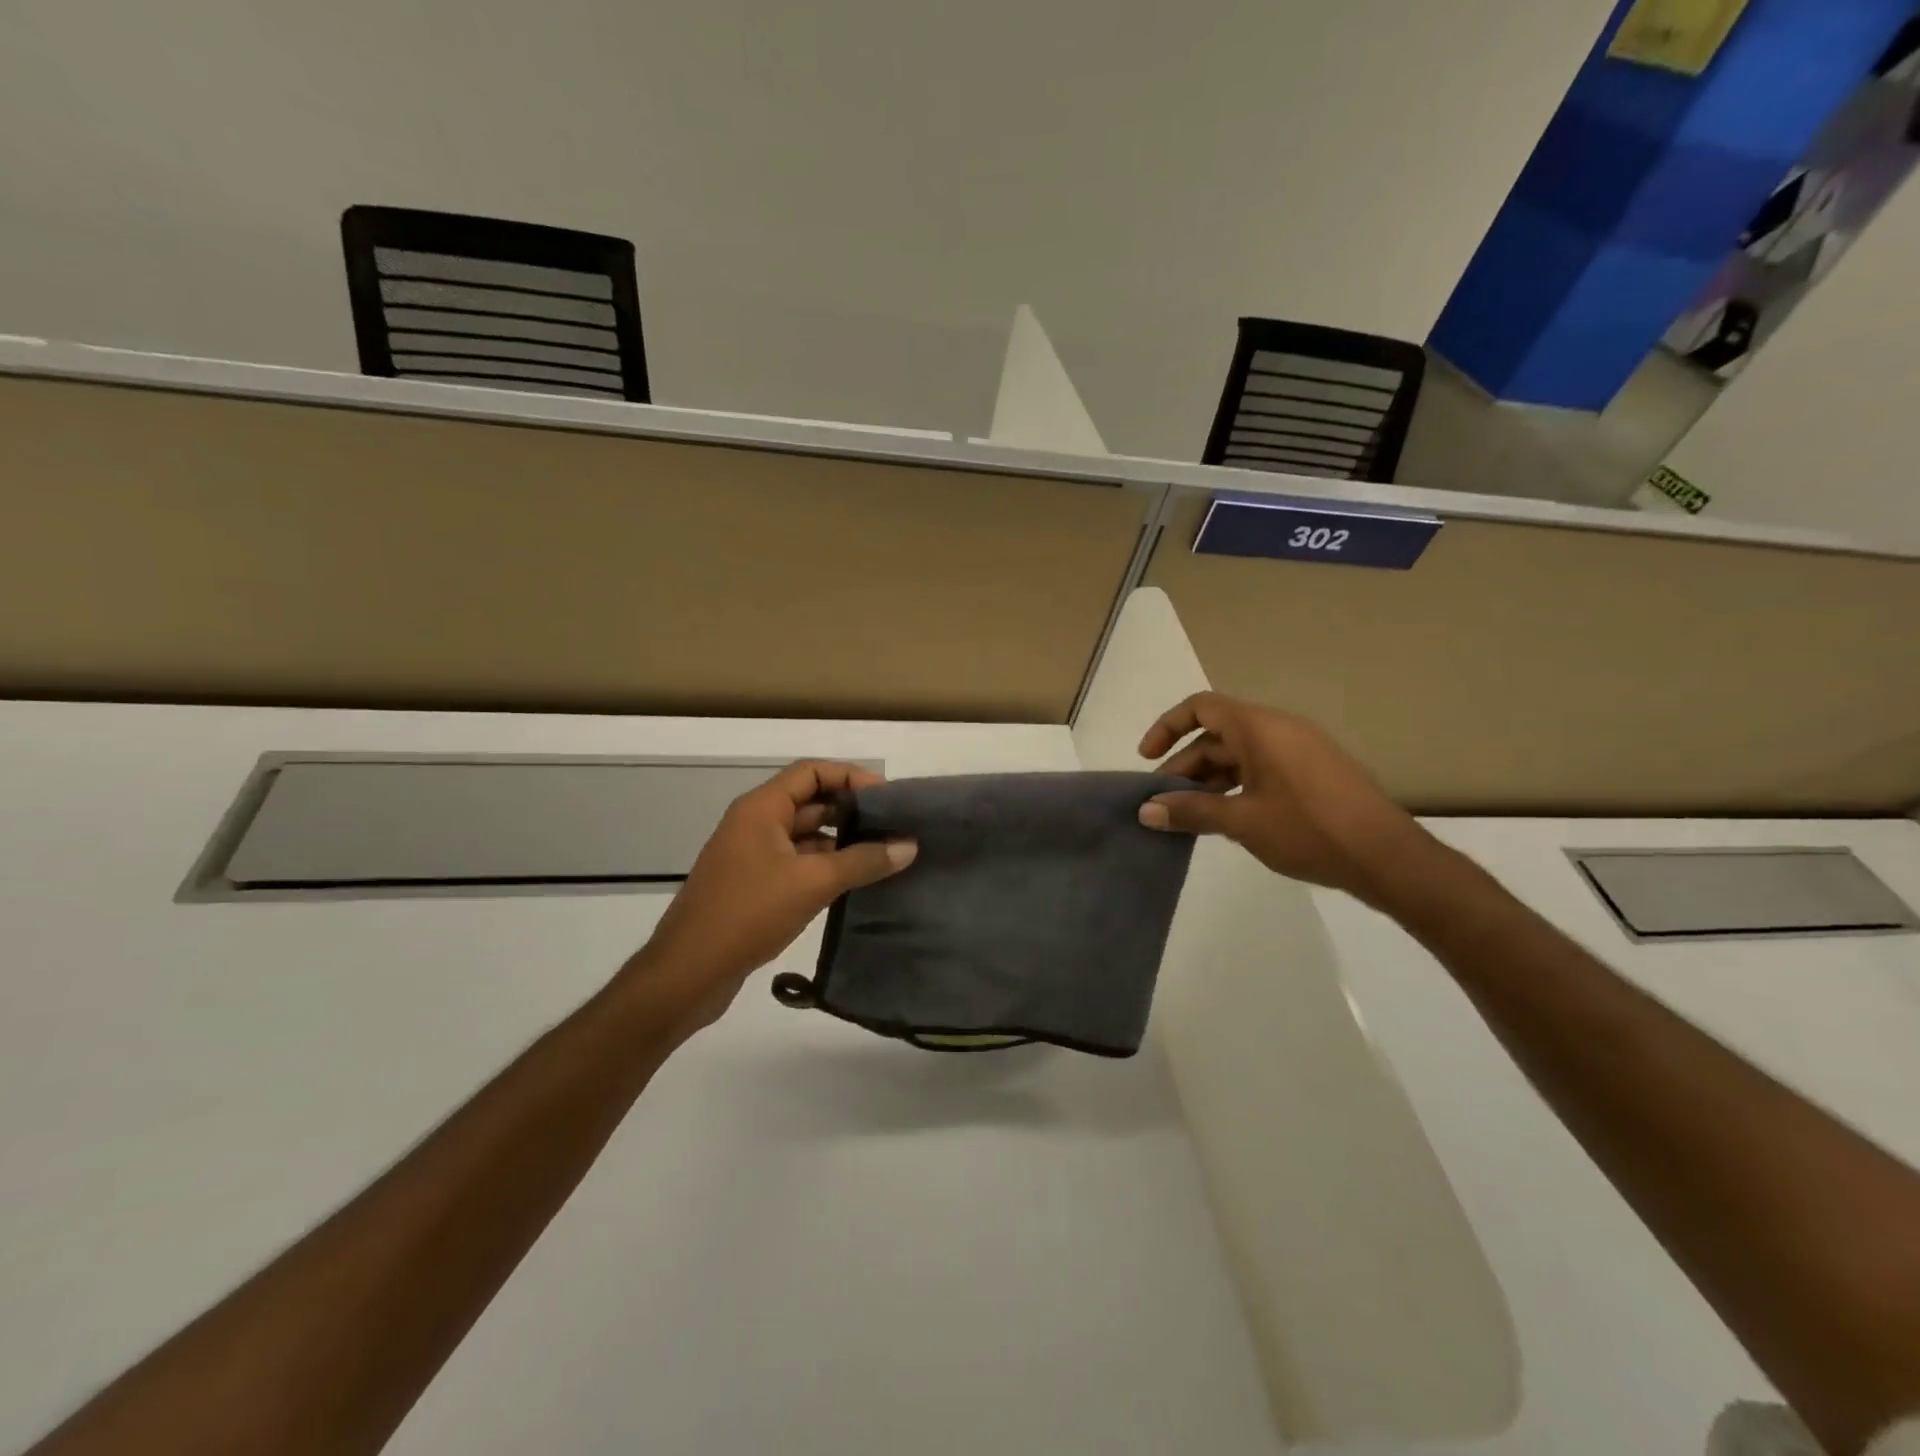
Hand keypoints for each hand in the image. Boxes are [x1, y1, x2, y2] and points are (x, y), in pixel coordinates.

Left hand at [628, 761, 916, 1030]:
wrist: (688, 973)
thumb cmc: (747, 914)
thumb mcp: (812, 883)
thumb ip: (862, 861)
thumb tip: (909, 846)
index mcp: (761, 808)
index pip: (812, 772)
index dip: (851, 776)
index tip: (888, 797)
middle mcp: (755, 823)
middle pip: (809, 801)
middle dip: (851, 810)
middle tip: (894, 826)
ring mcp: (752, 856)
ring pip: (804, 835)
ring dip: (840, 841)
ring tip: (883, 854)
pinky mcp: (753, 885)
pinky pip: (796, 863)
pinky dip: (825, 866)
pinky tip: (854, 882)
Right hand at [1136, 692, 1434, 906]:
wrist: (1388, 858)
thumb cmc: (1309, 830)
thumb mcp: (1243, 822)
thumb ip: (1191, 812)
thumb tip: (1146, 810)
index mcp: (1260, 729)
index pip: (1201, 707)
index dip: (1168, 727)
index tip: (1147, 758)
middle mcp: (1279, 730)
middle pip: (1218, 735)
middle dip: (1185, 765)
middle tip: (1164, 803)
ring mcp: (1300, 752)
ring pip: (1240, 755)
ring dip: (1210, 780)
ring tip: (1191, 815)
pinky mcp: (1314, 774)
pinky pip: (1262, 768)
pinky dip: (1236, 786)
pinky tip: (1228, 819)